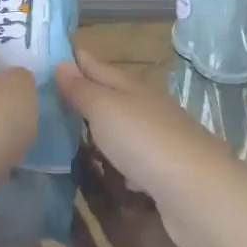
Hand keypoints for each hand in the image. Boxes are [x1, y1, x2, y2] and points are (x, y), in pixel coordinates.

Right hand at [54, 45, 242, 246]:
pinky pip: (132, 161)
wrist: (197, 193)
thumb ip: (82, 89)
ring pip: (122, 128)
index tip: (49, 53)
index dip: (75, 58)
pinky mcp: (162, 174)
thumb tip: (61, 63)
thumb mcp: (105, 108)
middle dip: (85, 92)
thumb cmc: (144, 141)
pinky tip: (107, 170)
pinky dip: (118, 161)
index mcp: (131, 87)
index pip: (97, 65)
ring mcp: (157, 141)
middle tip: (48, 93)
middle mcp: (146, 108)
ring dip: (100, 128)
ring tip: (69, 132)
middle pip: (111, 94)